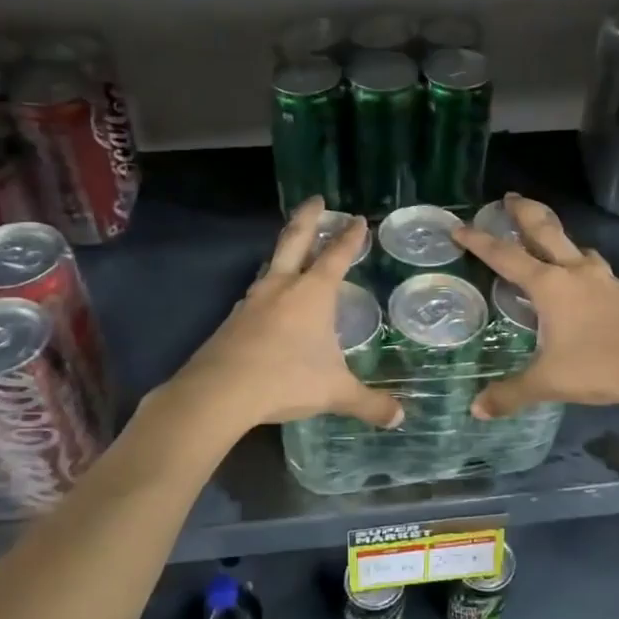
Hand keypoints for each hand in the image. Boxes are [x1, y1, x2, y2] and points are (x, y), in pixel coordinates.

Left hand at [168, 197, 402, 433]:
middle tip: (315, 199)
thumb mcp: (335, 392)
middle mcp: (282, 287)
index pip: (336, 256)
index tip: (357, 219)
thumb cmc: (286, 379)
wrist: (219, 392)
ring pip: (271, 266)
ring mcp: (253, 301)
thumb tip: (399, 418)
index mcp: (312, 294)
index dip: (349, 237)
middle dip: (308, 218)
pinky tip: (269, 303)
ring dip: (284, 253)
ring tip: (292, 253)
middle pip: (295, 241)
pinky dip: (268, 289)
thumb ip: (368, 403)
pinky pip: (256, 295)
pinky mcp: (232, 320)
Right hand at [453, 194, 618, 424]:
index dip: (479, 241)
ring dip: (557, 236)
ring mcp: (603, 280)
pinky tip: (583, 277)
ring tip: (547, 239)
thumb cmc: (598, 366)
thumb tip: (476, 410)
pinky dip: (581, 262)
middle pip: (545, 231)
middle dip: (525, 212)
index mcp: (549, 285)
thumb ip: (510, 393)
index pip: (505, 256)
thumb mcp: (547, 382)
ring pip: (575, 246)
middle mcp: (574, 273)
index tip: (459, 226)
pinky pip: (594, 267)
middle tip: (510, 196)